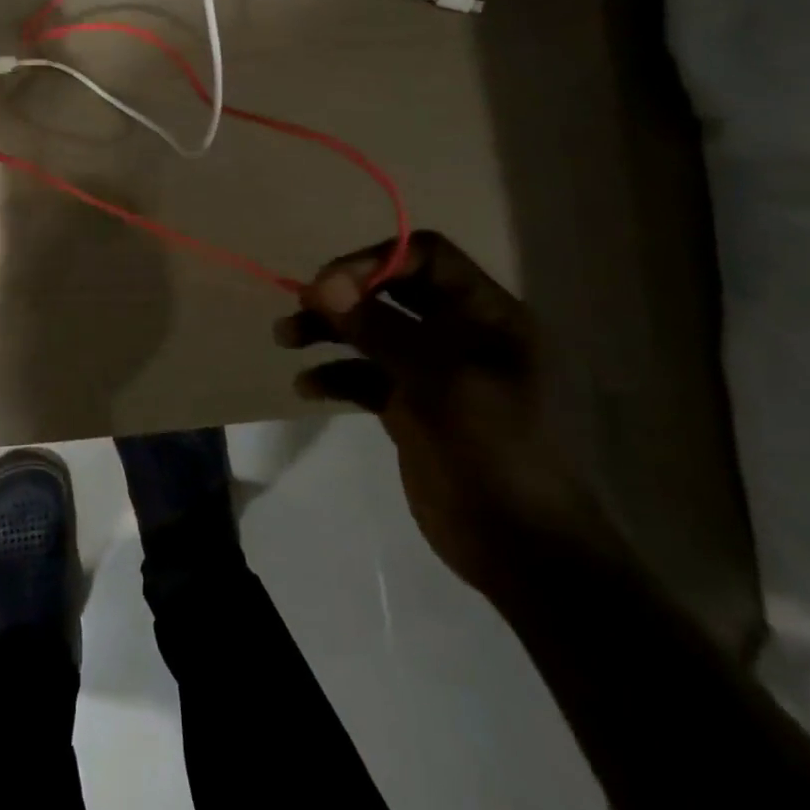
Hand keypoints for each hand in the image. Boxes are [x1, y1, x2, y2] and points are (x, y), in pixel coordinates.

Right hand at [277, 231, 614, 597]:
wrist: (524, 552)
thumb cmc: (496, 453)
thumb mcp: (439, 383)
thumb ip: (380, 328)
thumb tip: (322, 284)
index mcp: (487, 316)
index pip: (426, 257)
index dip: (375, 262)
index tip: (328, 286)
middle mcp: (459, 334)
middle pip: (391, 290)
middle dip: (343, 294)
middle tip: (302, 306)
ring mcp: (433, 371)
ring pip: (372, 330)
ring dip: (329, 330)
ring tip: (285, 339)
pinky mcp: (411, 406)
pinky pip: (364, 374)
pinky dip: (334, 374)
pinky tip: (307, 387)